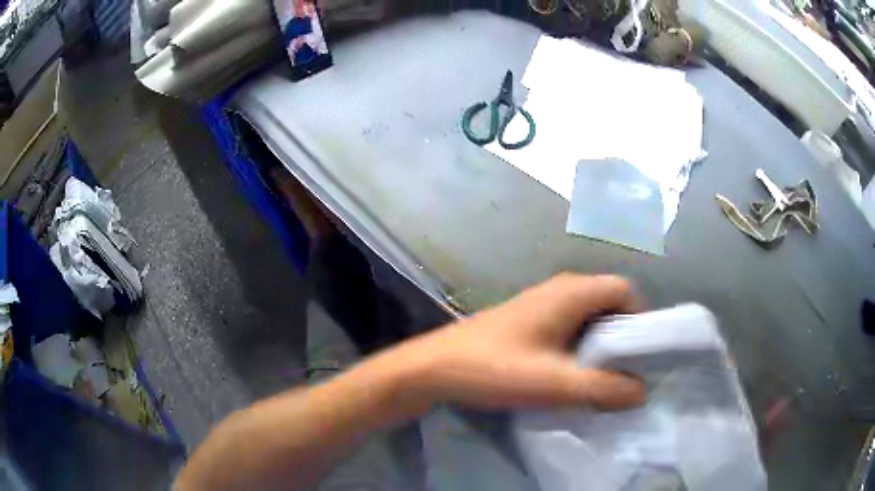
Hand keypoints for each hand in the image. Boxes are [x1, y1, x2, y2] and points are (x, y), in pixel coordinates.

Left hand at [394, 274, 645, 411]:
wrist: (435, 368)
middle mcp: (560, 288)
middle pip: (609, 302)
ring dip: (601, 342)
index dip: (641, 318)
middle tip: (623, 370)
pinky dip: (580, 344)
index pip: (625, 290)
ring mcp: (541, 302)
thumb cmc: (495, 368)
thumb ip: (603, 388)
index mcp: (572, 292)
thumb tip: (641, 391)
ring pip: (588, 315)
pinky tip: (570, 372)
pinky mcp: (527, 319)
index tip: (642, 355)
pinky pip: (568, 324)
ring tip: (600, 376)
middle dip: (623, 334)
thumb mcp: (555, 383)